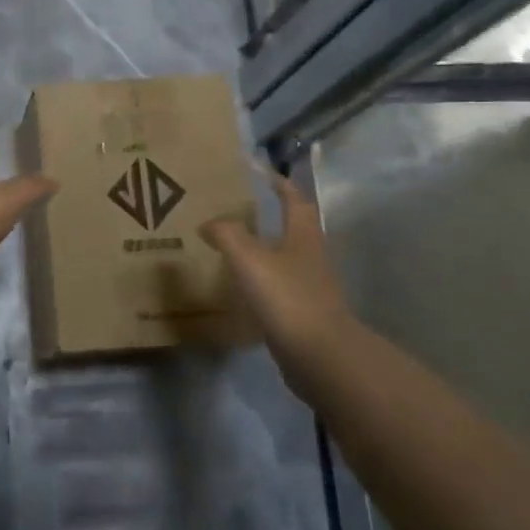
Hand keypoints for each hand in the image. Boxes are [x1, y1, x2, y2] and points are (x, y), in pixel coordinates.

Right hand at [201, 168, 357, 368]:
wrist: (320, 356)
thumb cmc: (288, 297)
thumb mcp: (250, 259)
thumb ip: (227, 234)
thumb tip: (209, 223)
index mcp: (303, 236)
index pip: (294, 199)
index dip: (279, 184)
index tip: (261, 173)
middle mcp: (310, 257)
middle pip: (293, 229)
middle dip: (269, 218)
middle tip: (235, 212)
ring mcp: (309, 288)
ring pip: (283, 260)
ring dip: (262, 252)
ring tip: (229, 250)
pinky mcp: (302, 315)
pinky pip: (277, 290)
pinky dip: (259, 284)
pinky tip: (237, 291)